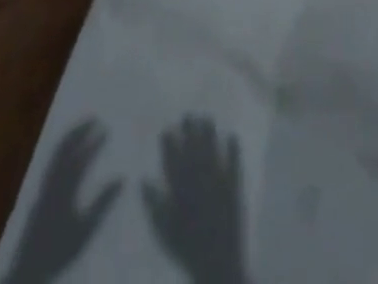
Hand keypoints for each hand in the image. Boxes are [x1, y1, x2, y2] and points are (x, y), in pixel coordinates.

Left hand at [0, 120, 122, 283]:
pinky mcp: (39, 194)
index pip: (80, 158)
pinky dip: (60, 150)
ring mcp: (43, 187)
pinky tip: (67, 152)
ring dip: (69, 137)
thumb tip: (122, 177)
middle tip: (93, 118)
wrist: (28, 270)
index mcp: (64, 189)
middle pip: (64, 149)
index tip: (106, 129)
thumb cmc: (59, 251)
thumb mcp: (85, 230)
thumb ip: (102, 203)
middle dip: (78, 131)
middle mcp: (52, 182)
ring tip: (81, 128)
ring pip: (55, 154)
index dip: (93, 142)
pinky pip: (50, 163)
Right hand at [142, 115, 248, 283]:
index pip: (173, 160)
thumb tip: (142, 180)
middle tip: (188, 115)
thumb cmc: (186, 248)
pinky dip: (234, 149)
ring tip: (207, 118)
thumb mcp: (164, 230)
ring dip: (210, 133)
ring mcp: (218, 180)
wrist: (216, 263)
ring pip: (212, 150)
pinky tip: (233, 135)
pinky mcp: (234, 185)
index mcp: (181, 189)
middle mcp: (199, 179)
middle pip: (193, 149)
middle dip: (190, 130)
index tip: (167, 129)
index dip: (169, 143)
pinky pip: (234, 162)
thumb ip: (153, 204)